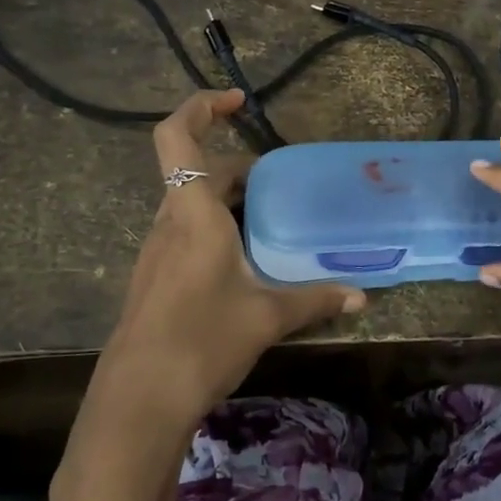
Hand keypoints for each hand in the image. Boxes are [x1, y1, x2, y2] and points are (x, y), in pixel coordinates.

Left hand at [84, 90, 365, 439]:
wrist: (139, 399)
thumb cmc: (202, 341)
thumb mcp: (266, 317)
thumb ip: (315, 300)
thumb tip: (361, 296)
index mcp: (193, 214)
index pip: (178, 136)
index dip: (201, 106)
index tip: (238, 101)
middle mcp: (170, 222)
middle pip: (196, 171)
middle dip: (237, 166)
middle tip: (280, 182)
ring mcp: (157, 251)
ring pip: (190, 203)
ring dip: (226, 199)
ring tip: (270, 219)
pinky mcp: (155, 277)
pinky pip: (186, 232)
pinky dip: (215, 228)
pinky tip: (244, 262)